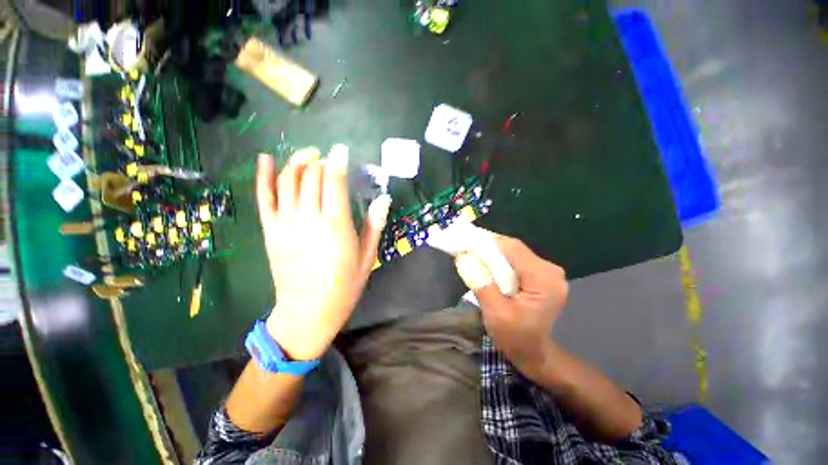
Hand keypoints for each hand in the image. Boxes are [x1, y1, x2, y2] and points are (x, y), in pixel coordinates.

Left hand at [256, 146, 391, 360]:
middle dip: (320, 161)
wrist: (307, 313)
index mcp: (335, 227)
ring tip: (309, 155)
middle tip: (329, 158)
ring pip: (287, 182)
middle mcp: (308, 219)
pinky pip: (264, 198)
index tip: (342, 150)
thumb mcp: (367, 258)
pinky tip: (265, 158)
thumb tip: (384, 199)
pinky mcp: (270, 231)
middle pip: (311, 177)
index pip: (334, 183)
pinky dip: (263, 176)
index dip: (338, 162)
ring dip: (297, 163)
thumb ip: (374, 226)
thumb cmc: (344, 286)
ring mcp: (285, 224)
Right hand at [455, 234, 567, 378]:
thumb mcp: (495, 314)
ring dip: (491, 251)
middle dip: (487, 245)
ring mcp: (547, 271)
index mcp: (544, 280)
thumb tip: (463, 257)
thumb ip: (481, 284)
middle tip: (464, 244)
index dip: (487, 240)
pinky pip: (515, 259)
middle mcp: (550, 270)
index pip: (512, 249)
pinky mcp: (541, 274)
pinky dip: (498, 259)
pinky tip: (485, 261)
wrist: (535, 354)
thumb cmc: (516, 339)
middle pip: (513, 248)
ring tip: (470, 250)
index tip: (464, 237)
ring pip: (513, 252)